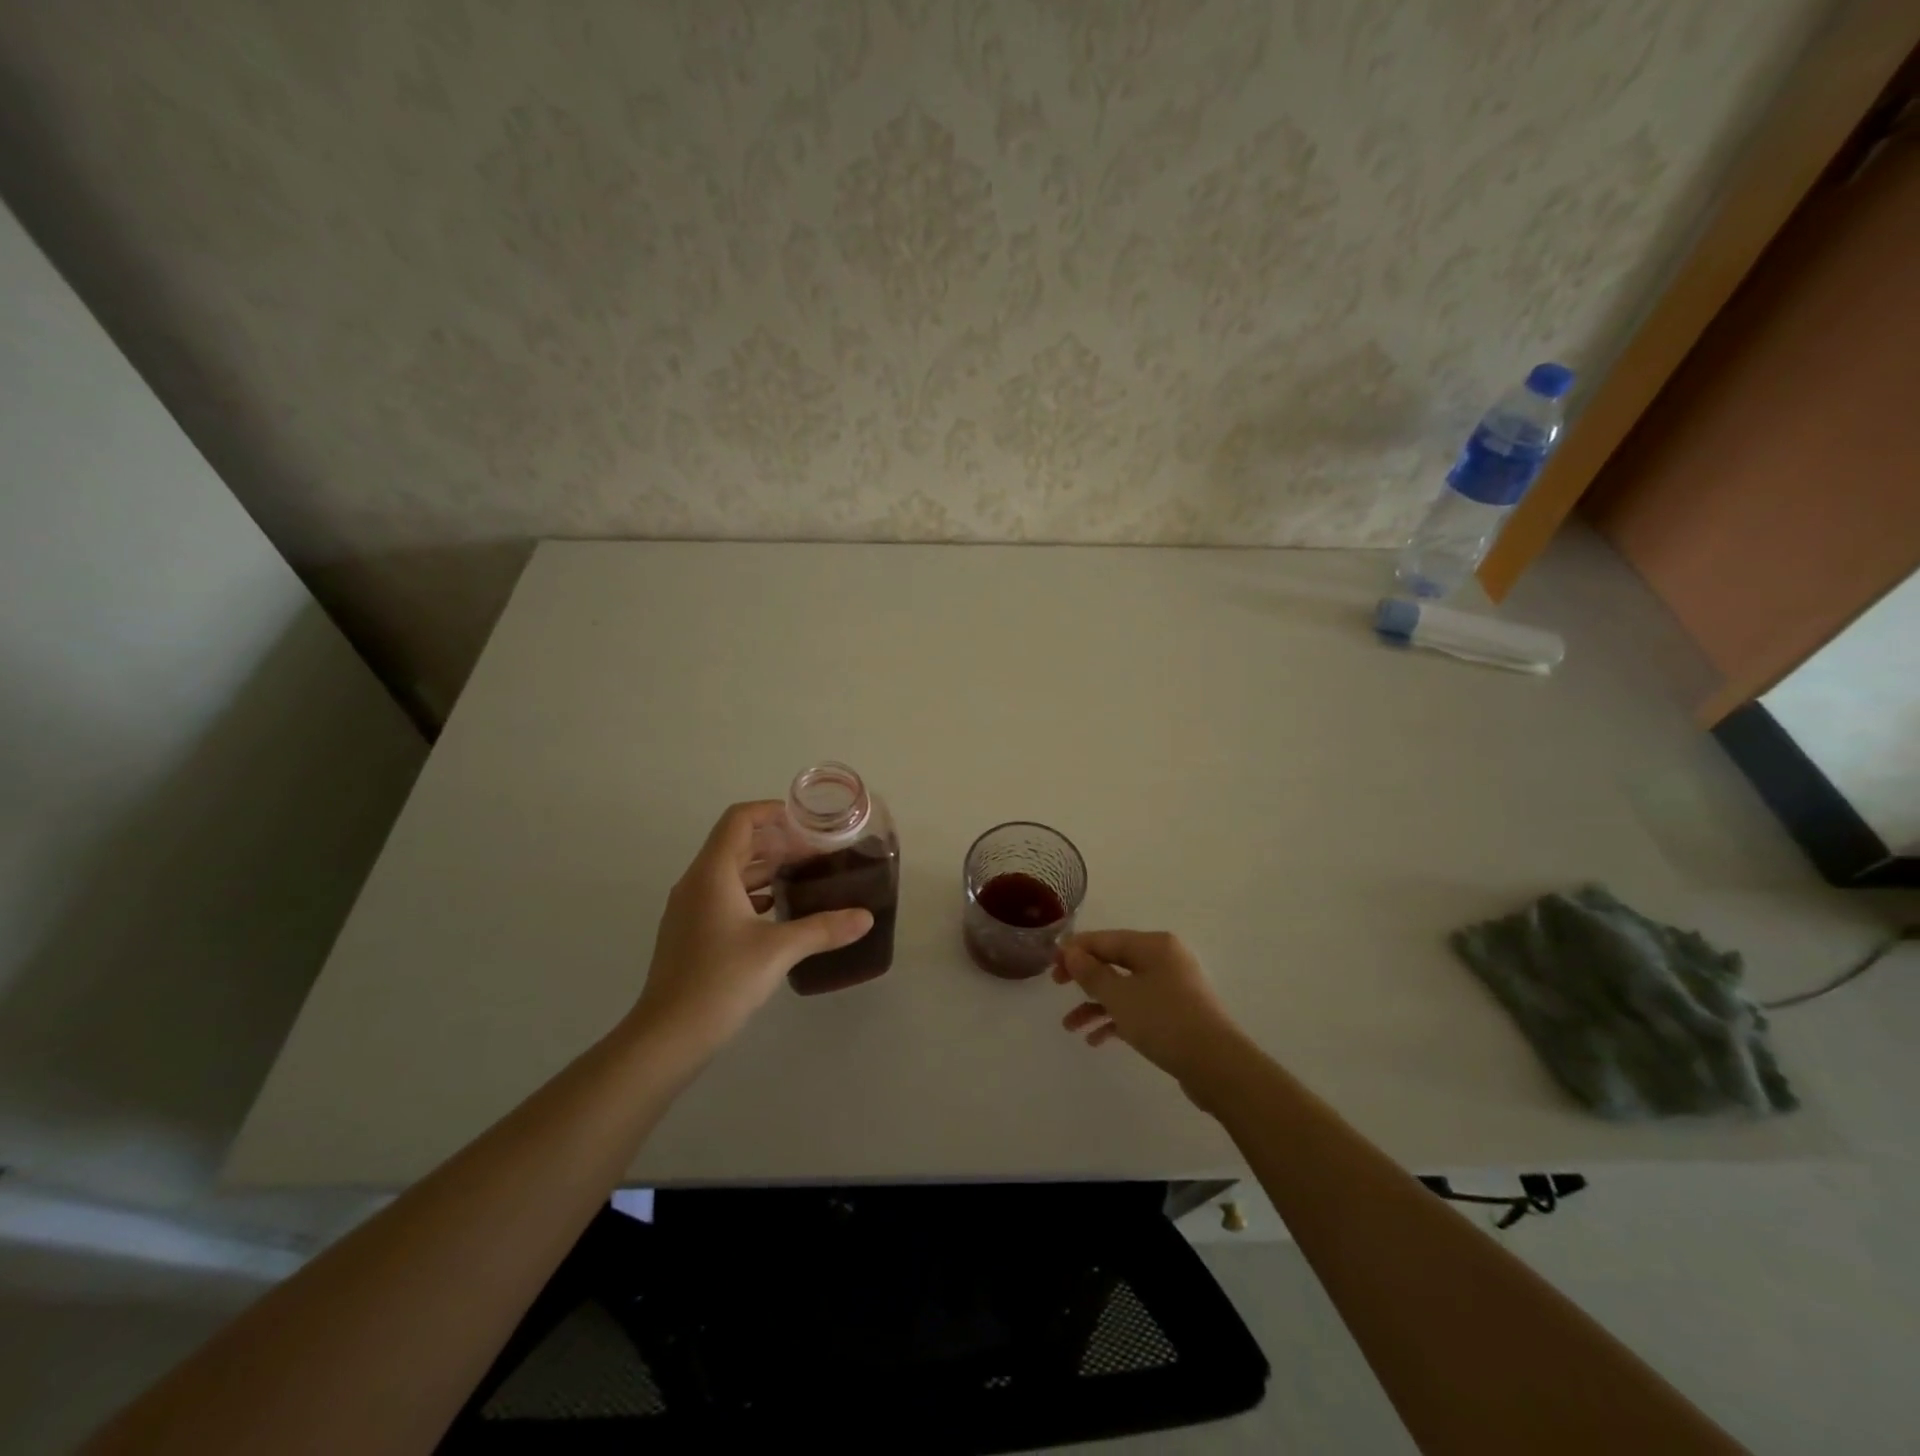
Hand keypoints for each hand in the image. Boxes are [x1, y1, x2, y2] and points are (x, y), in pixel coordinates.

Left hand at [633, 801, 872, 1052]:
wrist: (666, 1037)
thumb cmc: (720, 981)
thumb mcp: (778, 950)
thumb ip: (824, 928)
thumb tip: (866, 917)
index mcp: (712, 874)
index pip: (739, 819)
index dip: (772, 811)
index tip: (807, 821)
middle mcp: (696, 883)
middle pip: (736, 843)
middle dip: (777, 842)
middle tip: (816, 853)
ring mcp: (690, 909)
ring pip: (730, 871)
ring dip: (766, 868)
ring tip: (804, 877)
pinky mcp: (690, 933)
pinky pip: (724, 896)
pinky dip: (753, 893)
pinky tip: (780, 911)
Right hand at [1053, 930, 1245, 1091]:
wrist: (1218, 1067)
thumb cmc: (1165, 1022)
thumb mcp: (1119, 996)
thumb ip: (1091, 973)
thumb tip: (1071, 950)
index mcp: (1154, 945)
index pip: (1105, 939)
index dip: (1075, 949)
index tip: (1050, 963)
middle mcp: (1165, 959)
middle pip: (1114, 961)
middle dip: (1084, 977)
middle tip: (1057, 987)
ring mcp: (1173, 987)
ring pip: (1124, 988)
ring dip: (1095, 1004)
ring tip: (1069, 1027)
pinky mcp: (1177, 1013)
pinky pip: (1138, 1008)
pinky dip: (1116, 1019)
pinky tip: (1096, 1040)